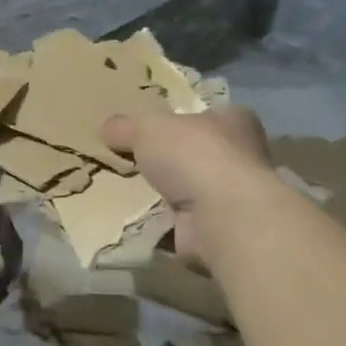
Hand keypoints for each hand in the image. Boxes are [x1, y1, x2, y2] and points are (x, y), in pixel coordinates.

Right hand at [102, 105, 273, 266]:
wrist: (219, 217)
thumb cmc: (194, 156)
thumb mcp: (147, 127)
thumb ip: (125, 126)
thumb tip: (106, 128)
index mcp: (234, 122)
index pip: (205, 116)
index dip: (178, 120)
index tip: (148, 129)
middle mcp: (240, 157)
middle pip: (194, 154)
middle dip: (165, 160)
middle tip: (127, 160)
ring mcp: (229, 198)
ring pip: (185, 190)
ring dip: (159, 194)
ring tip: (120, 190)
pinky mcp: (215, 230)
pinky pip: (177, 223)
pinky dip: (156, 223)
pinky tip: (129, 219)